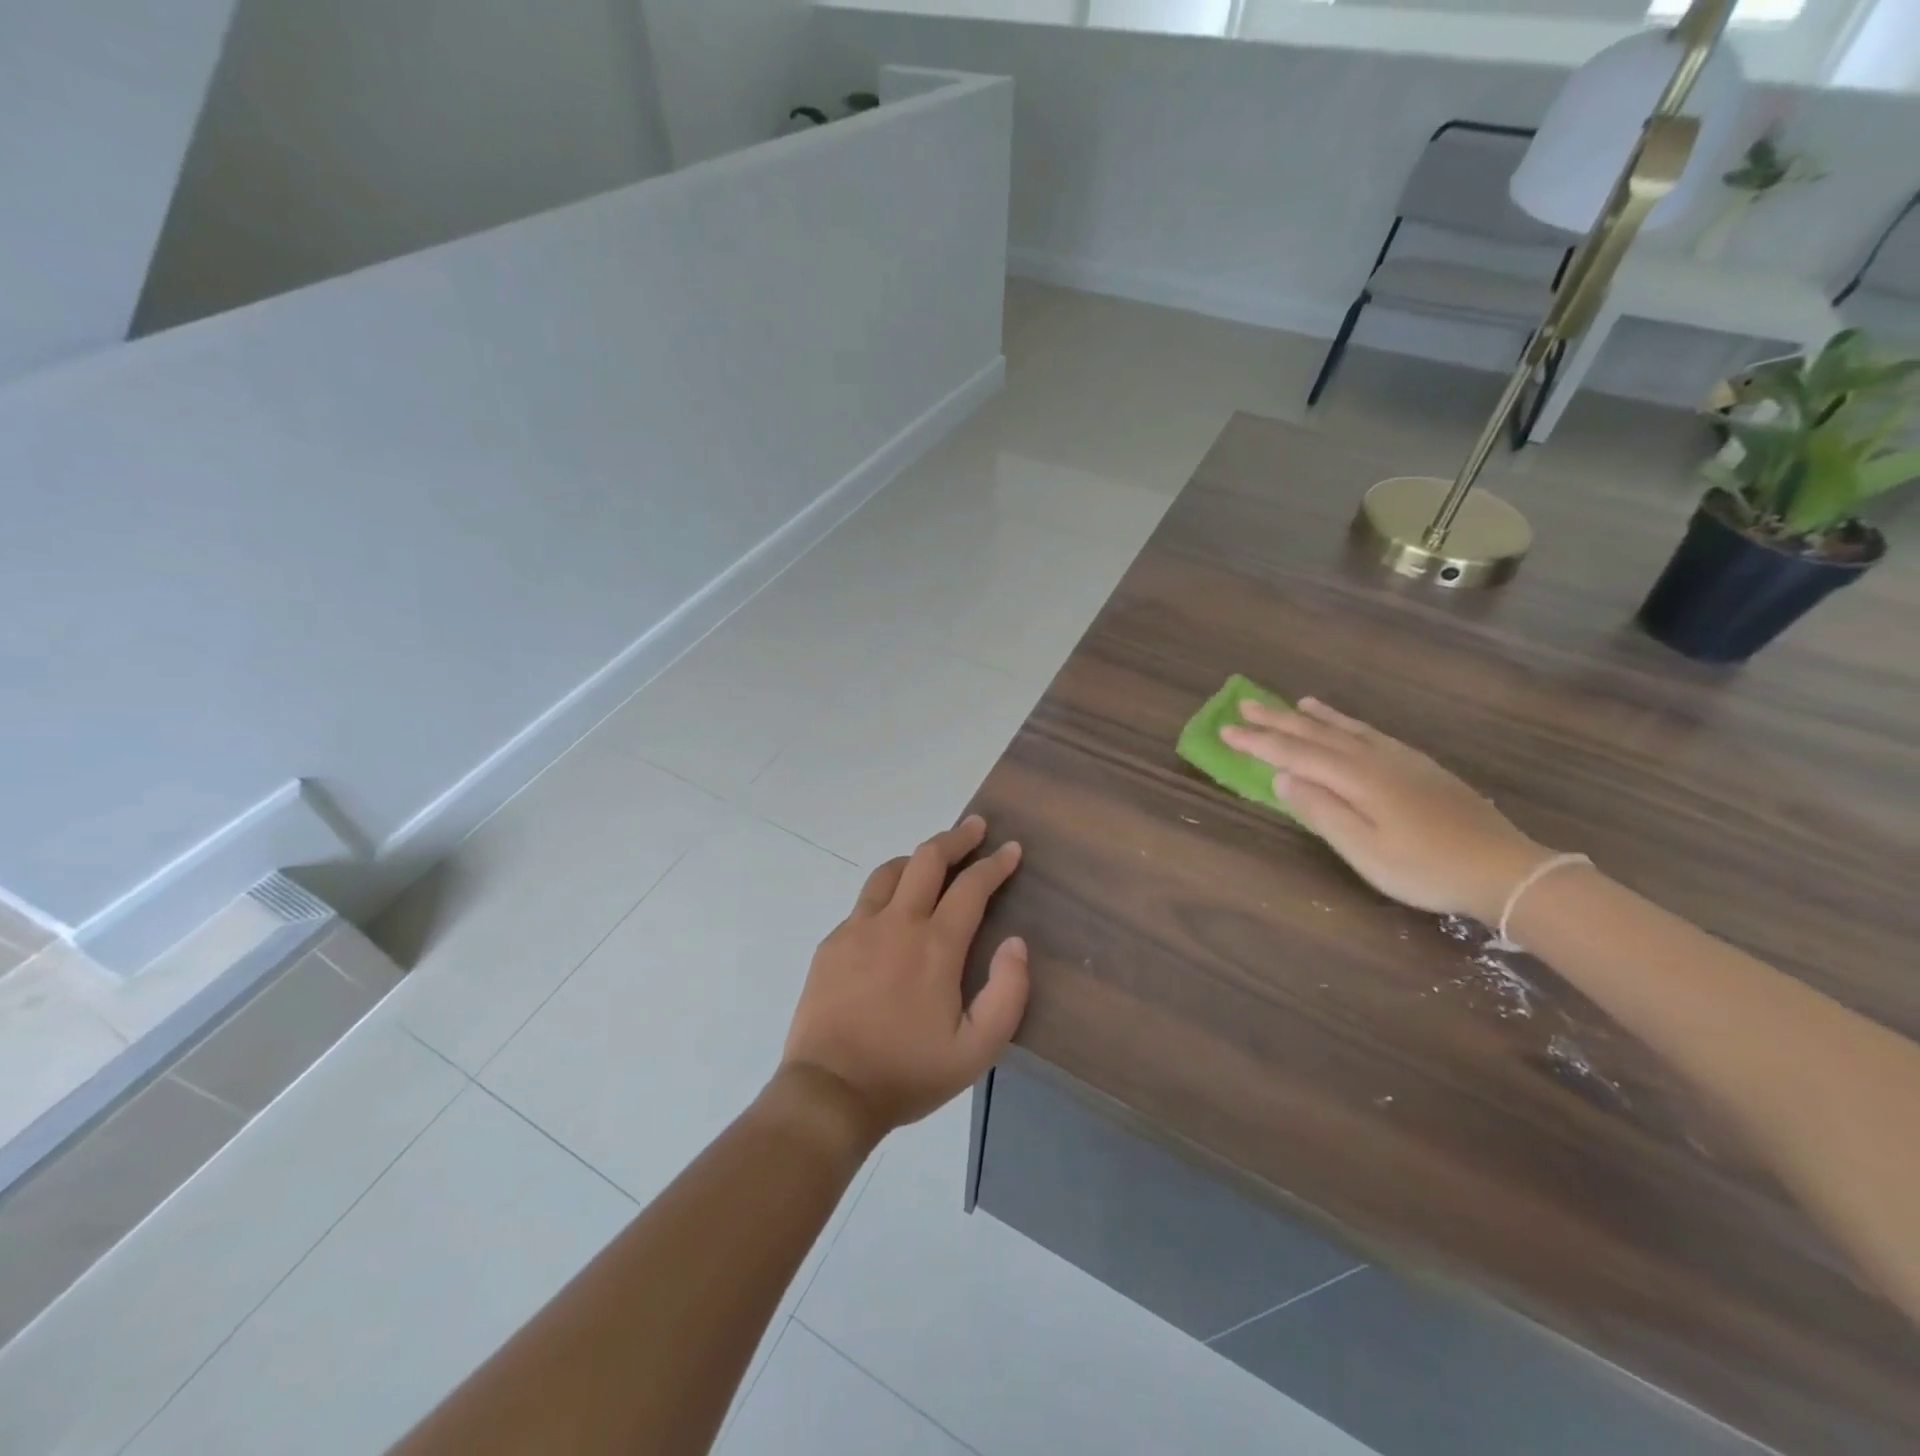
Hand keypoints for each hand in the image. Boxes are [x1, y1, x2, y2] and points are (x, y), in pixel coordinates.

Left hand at [780, 815, 1028, 1143]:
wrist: (829, 1092)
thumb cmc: (908, 1073)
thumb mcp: (976, 1050)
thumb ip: (1007, 993)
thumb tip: (1015, 943)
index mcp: (935, 945)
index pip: (971, 886)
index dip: (995, 863)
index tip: (1012, 849)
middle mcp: (896, 923)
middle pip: (927, 859)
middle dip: (957, 838)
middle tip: (976, 827)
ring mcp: (858, 929)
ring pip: (890, 871)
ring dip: (917, 857)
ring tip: (934, 860)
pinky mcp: (832, 943)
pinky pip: (865, 902)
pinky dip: (888, 891)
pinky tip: (893, 911)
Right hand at [1220, 698, 1550, 922]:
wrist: (1503, 869)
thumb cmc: (1424, 867)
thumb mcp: (1364, 850)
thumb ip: (1321, 811)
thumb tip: (1281, 778)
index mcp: (1356, 778)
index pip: (1295, 754)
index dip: (1257, 742)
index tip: (1225, 730)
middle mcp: (1374, 759)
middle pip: (1316, 734)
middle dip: (1277, 720)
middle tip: (1244, 704)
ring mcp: (1400, 759)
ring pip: (1345, 729)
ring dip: (1312, 716)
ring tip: (1290, 703)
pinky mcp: (1419, 767)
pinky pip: (1371, 733)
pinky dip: (1348, 723)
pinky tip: (1346, 724)